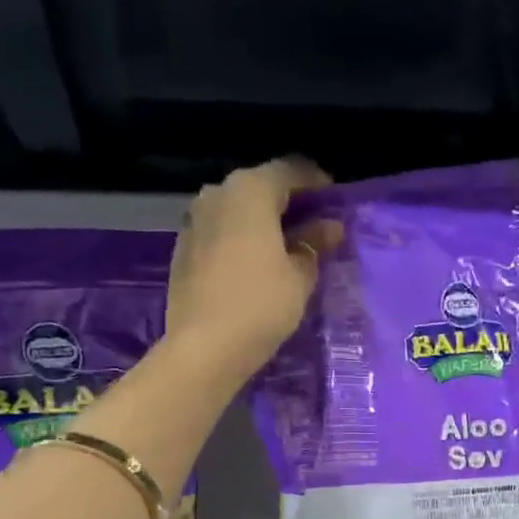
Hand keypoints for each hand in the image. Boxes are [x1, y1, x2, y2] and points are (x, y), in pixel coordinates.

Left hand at [164, 158, 344, 381]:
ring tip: (287, 246)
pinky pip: (221, 232)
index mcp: (250, 190)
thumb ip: (315, 244)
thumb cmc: (261, 305)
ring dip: (263, 221)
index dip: (316, 182)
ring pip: (238, 210)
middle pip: (260, 187)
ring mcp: (195, 220)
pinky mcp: (183, 248)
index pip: (290, 170)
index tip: (335, 200)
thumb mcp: (300, 276)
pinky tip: (257, 263)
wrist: (204, 347)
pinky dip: (242, 238)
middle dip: (289, 202)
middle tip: (315, 225)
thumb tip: (330, 228)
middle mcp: (217, 194)